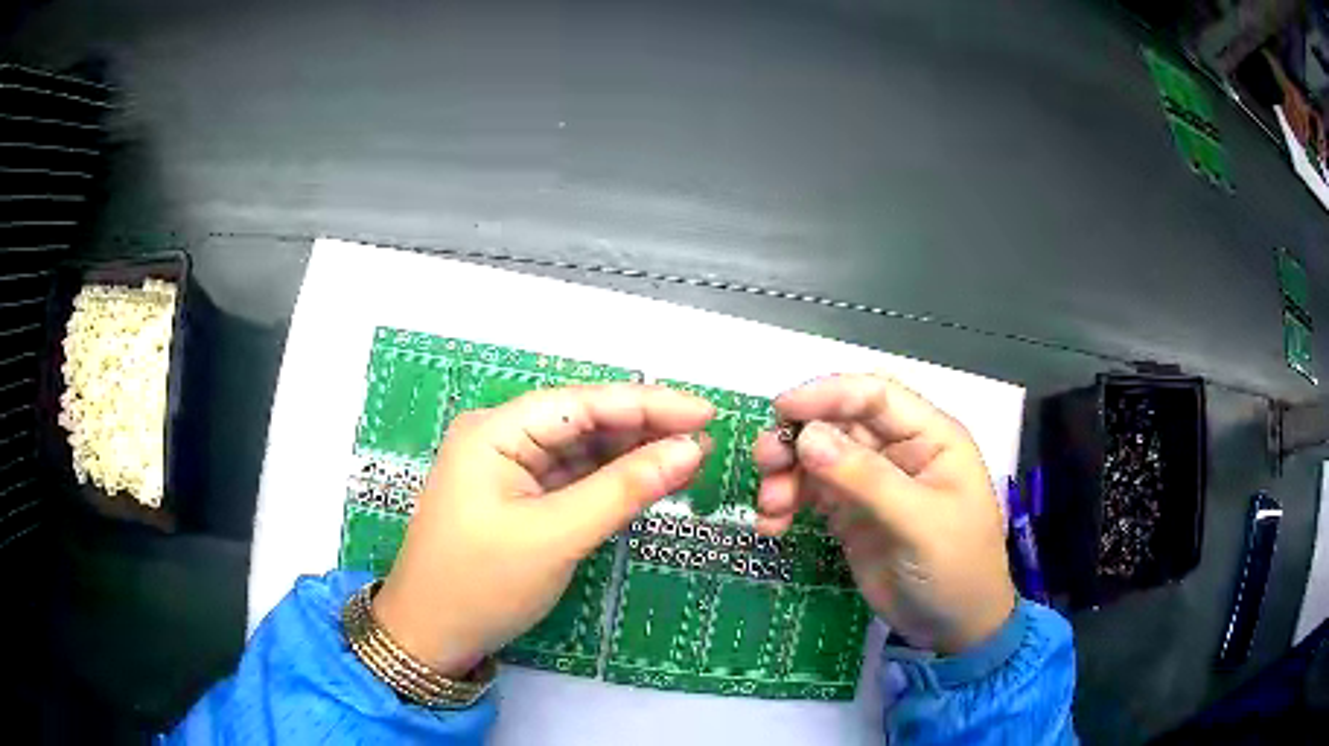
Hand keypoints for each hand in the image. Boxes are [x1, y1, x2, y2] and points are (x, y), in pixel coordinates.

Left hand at [373, 384, 713, 675]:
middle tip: (705, 438)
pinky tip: (647, 480)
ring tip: (688, 458)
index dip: (648, 403)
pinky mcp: (517, 497)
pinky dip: (609, 481)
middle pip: (583, 420)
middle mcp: (500, 437)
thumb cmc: (482, 584)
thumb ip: (623, 489)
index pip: (583, 402)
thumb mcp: (556, 537)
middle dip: (643, 428)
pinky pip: (571, 478)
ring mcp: (507, 468)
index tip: (706, 413)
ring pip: (580, 449)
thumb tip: (688, 450)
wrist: (430, 636)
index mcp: (495, 430)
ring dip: (630, 454)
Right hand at [753, 373, 1014, 654]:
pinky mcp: (851, 514)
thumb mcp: (919, 522)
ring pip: (817, 458)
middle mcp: (898, 450)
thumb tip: (806, 437)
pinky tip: (771, 527)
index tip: (781, 410)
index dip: (828, 394)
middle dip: (797, 439)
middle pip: (837, 424)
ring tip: (770, 507)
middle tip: (764, 462)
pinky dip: (787, 505)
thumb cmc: (955, 568)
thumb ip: (866, 479)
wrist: (955, 627)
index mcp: (929, 436)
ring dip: (786, 475)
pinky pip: (811, 495)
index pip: (874, 395)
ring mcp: (872, 483)